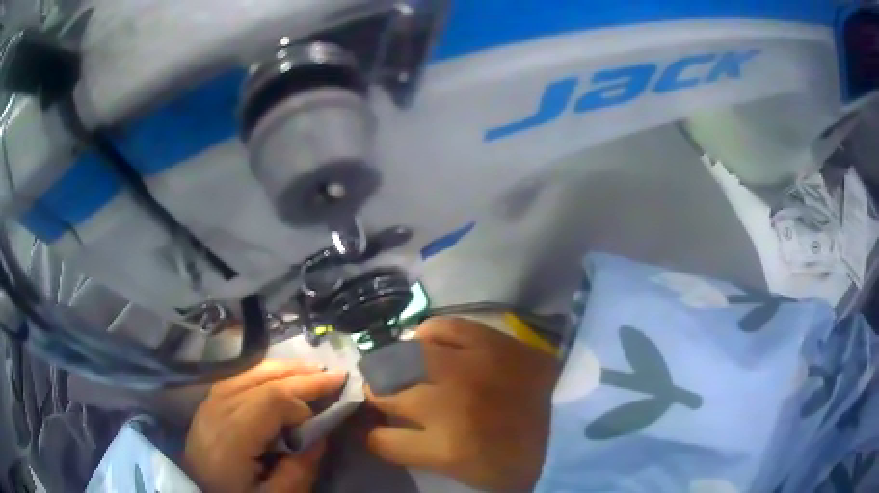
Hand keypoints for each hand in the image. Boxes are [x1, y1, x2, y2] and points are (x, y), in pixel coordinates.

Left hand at [184, 360, 346, 492]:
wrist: (198, 489)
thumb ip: (300, 469)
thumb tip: (321, 434)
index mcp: (231, 438)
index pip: (270, 401)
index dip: (301, 404)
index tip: (319, 422)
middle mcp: (217, 410)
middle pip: (263, 381)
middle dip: (302, 377)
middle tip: (336, 375)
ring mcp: (210, 401)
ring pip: (251, 372)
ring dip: (286, 369)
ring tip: (315, 370)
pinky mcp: (210, 399)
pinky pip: (241, 376)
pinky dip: (266, 372)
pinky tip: (282, 375)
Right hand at [364, 317, 560, 491]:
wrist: (577, 425)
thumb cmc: (523, 461)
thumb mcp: (466, 471)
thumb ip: (423, 452)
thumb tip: (391, 430)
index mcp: (446, 448)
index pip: (381, 440)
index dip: (376, 438)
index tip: (380, 434)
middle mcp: (448, 403)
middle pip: (384, 392)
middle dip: (378, 397)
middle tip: (385, 397)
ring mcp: (469, 367)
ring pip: (404, 358)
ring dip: (394, 367)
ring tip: (401, 370)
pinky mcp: (491, 341)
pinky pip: (443, 326)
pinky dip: (429, 334)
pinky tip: (427, 342)